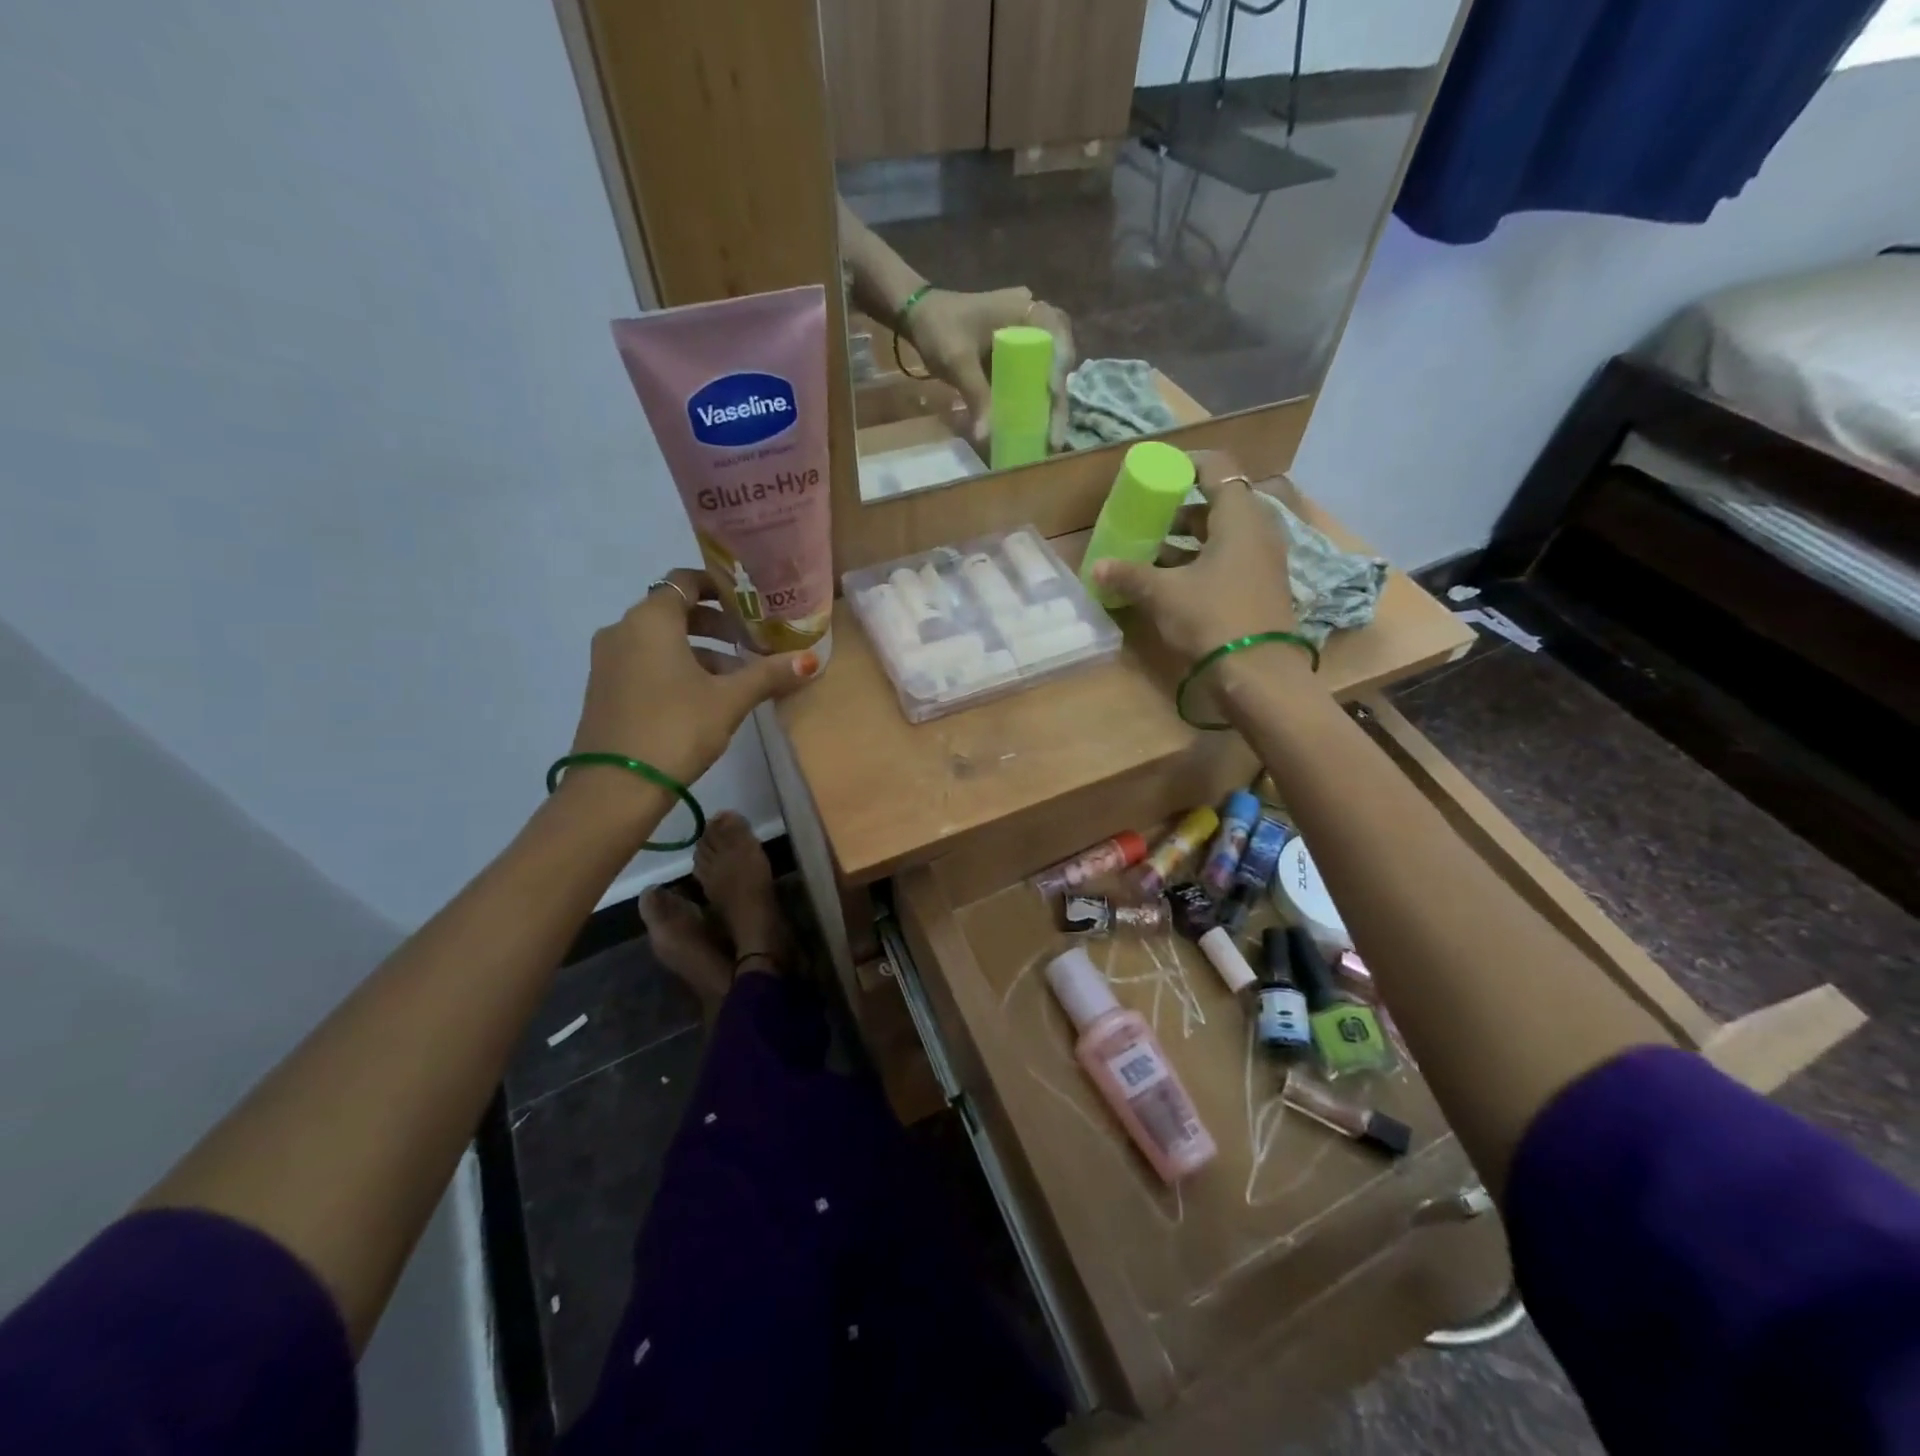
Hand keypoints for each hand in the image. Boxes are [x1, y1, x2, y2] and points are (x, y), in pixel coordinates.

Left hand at [569, 569, 821, 790]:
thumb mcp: (729, 700)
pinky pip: (645, 662)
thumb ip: (768, 674)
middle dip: (715, 624)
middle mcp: (622, 630)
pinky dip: (675, 668)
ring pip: (660, 641)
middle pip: (674, 611)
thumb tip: (810, 660)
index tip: (748, 603)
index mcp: (651, 620)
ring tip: (735, 678)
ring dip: (698, 651)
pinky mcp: (604, 689)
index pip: (685, 581)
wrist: (616, 785)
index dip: (718, 587)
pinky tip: (703, 698)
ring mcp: (607, 661)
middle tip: (750, 642)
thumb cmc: (676, 727)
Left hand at [903, 288, 1075, 451]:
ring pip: (1051, 369)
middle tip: (1055, 436)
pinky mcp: (1019, 351)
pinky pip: (1035, 375)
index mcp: (1026, 309)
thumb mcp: (957, 361)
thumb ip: (976, 395)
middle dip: (1059, 398)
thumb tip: (986, 437)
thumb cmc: (939, 328)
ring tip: (1050, 438)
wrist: (919, 314)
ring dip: (1052, 403)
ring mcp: (1029, 335)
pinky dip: (1037, 400)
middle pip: (1060, 359)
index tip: (1052, 396)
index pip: (1057, 338)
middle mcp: (1035, 318)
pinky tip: (1036, 427)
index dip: (1058, 369)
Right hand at [1092, 453, 1298, 662]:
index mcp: (1240, 517)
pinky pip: (1229, 559)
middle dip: (1180, 509)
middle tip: (1148, 518)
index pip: (1217, 468)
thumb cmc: (1213, 618)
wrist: (1259, 674)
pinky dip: (1201, 561)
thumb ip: (1130, 575)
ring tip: (1151, 552)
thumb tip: (1097, 567)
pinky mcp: (1261, 587)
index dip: (1186, 464)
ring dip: (1188, 540)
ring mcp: (1263, 560)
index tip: (1158, 473)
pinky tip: (1172, 581)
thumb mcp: (1164, 594)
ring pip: (1223, 535)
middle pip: (1218, 503)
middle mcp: (1258, 531)